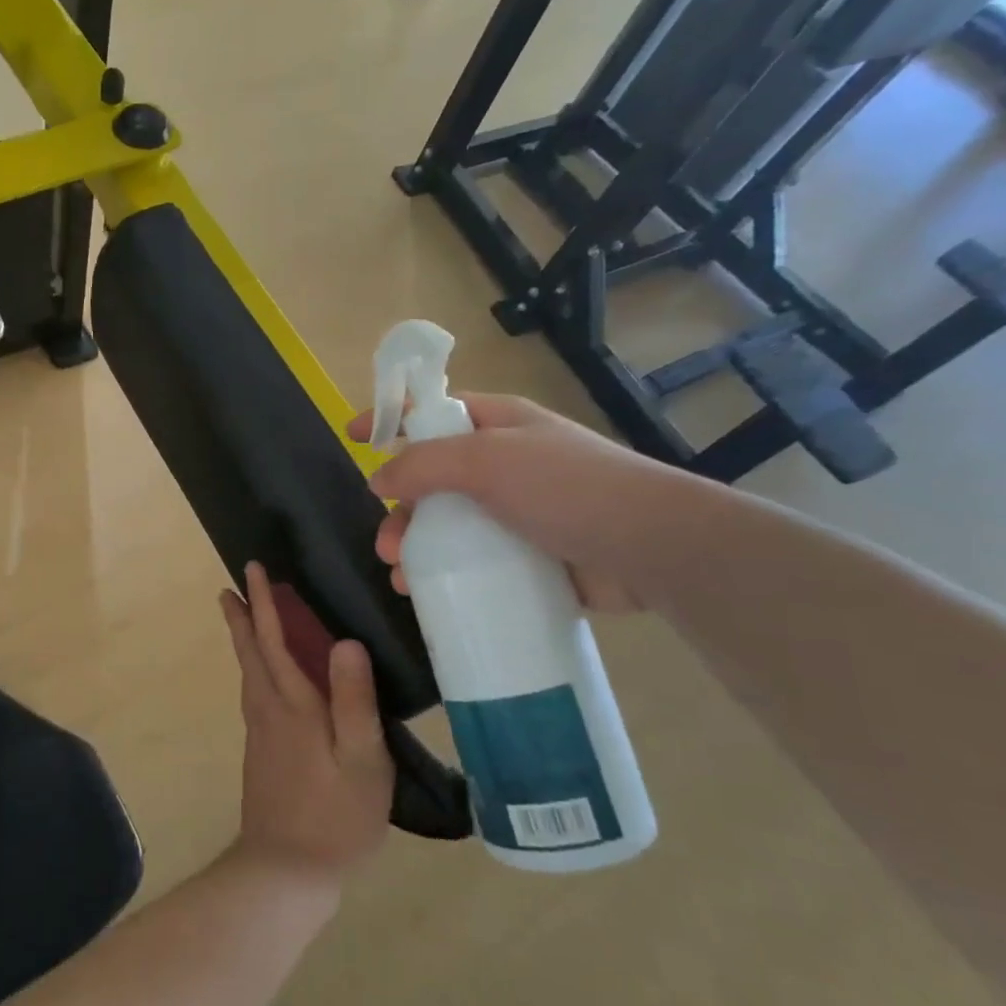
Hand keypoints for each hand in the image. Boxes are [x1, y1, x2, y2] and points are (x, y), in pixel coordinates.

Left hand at [219, 563, 393, 885]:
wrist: (285, 871)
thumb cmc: (335, 815)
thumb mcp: (362, 759)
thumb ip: (355, 700)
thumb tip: (346, 641)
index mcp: (293, 704)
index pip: (274, 640)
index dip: (264, 603)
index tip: (253, 570)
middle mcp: (269, 710)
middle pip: (250, 652)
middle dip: (243, 616)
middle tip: (231, 587)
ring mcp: (260, 733)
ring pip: (248, 673)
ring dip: (244, 640)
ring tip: (243, 620)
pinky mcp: (261, 753)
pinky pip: (254, 693)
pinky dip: (253, 669)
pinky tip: (263, 679)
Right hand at [350, 393, 703, 611]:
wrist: (654, 550)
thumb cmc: (568, 487)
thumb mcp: (489, 460)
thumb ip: (425, 464)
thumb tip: (377, 478)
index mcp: (499, 425)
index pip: (433, 411)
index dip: (391, 417)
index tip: (351, 435)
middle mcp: (506, 463)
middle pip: (433, 478)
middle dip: (400, 508)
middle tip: (387, 542)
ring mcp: (519, 511)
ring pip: (448, 524)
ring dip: (416, 547)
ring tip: (400, 577)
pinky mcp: (531, 556)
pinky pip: (474, 560)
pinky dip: (446, 574)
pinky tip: (427, 594)